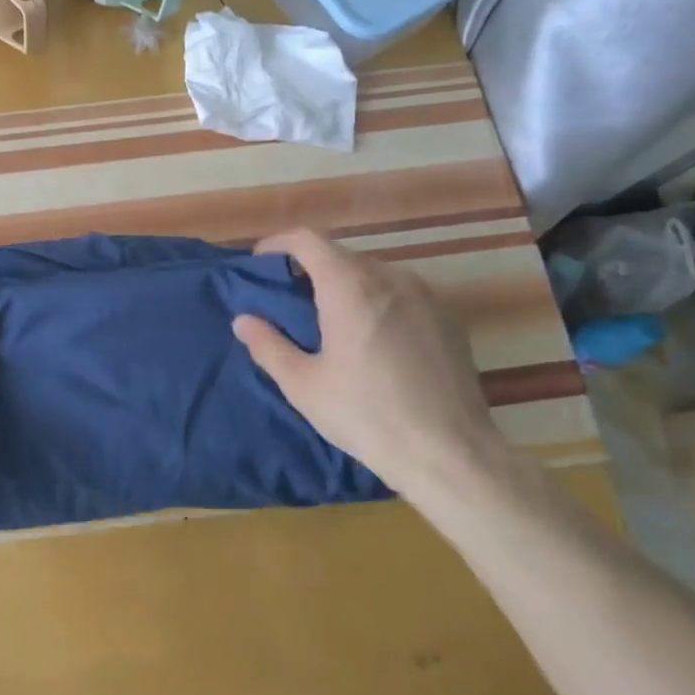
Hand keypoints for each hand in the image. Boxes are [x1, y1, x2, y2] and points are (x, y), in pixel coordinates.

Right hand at [232, 230, 507, 503]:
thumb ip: (268, 346)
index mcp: (350, 287)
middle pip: (341, 255)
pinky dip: (376, 302)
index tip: (261, 262)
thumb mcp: (303, 385)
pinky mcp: (448, 320)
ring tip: (329, 321)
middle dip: (310, 268)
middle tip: (289, 300)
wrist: (451, 454)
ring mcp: (426, 297)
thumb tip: (243, 320)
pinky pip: (401, 295)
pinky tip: (372, 342)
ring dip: (345, 285)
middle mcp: (390, 279)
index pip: (308, 240)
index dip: (279, 243)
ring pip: (373, 274)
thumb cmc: (366, 416)